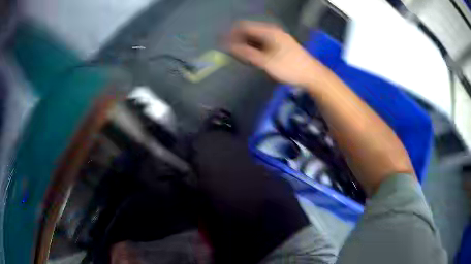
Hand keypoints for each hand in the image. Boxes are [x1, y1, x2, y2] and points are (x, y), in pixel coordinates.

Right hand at [227, 21, 320, 86]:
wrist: (312, 75)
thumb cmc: (290, 68)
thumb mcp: (266, 62)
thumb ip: (247, 53)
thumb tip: (229, 47)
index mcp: (269, 31)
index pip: (244, 26)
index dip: (231, 33)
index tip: (221, 43)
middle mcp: (272, 32)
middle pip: (249, 32)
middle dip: (237, 40)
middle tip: (228, 52)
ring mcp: (277, 38)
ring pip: (255, 38)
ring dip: (245, 45)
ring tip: (237, 56)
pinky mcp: (280, 46)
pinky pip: (262, 43)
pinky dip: (254, 48)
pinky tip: (251, 57)